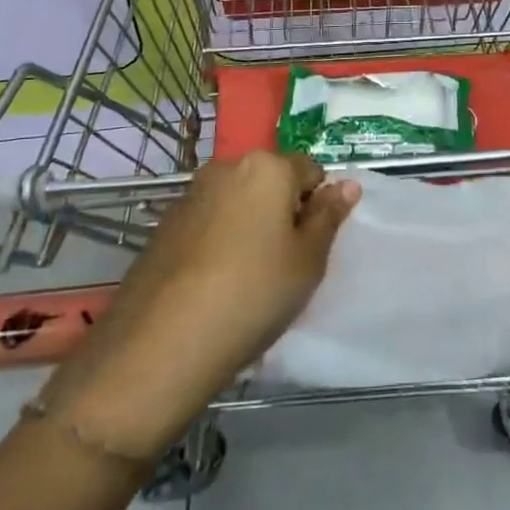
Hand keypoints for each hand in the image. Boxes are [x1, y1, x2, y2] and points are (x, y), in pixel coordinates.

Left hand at [40, 151, 360, 458]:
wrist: (162, 343)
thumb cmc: (254, 293)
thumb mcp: (308, 260)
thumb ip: (329, 217)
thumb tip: (347, 184)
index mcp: (267, 166)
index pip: (310, 170)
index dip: (317, 206)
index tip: (311, 246)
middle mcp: (226, 167)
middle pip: (271, 181)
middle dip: (282, 211)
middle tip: (283, 262)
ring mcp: (190, 194)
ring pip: (238, 202)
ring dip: (249, 225)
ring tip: (246, 277)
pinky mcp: (164, 224)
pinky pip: (208, 221)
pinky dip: (218, 240)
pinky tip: (213, 282)